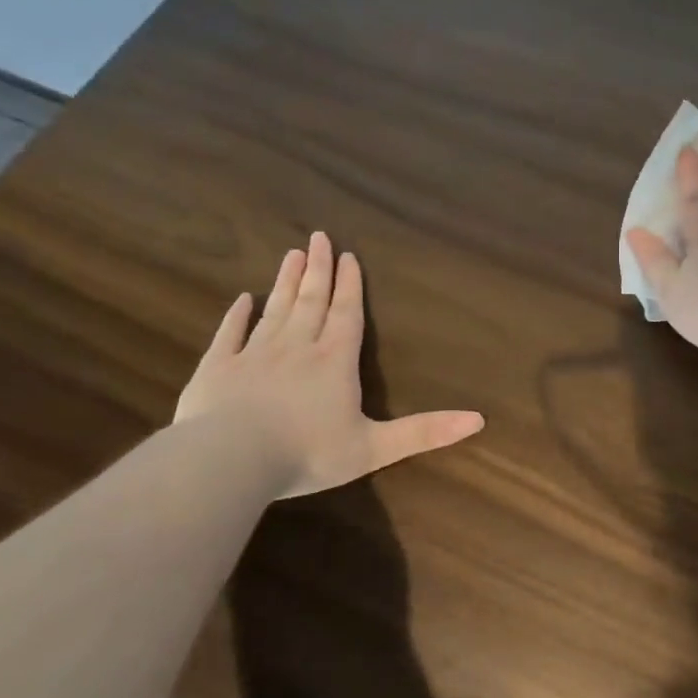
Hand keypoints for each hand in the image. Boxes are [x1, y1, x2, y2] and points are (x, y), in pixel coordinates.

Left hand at [174, 232, 484, 496]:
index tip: (348, 255)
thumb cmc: (308, 453)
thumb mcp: (375, 447)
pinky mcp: (218, 368)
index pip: (346, 315)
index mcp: (334, 362)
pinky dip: (237, 315)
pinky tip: (242, 299)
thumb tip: (479, 419)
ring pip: (275, 309)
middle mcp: (297, 348)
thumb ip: (425, 432)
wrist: (230, 460)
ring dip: (285, 282)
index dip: (350, 286)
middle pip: (311, 301)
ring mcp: (254, 355)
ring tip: (292, 254)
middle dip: (318, 270)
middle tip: (318, 237)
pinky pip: (230, 334)